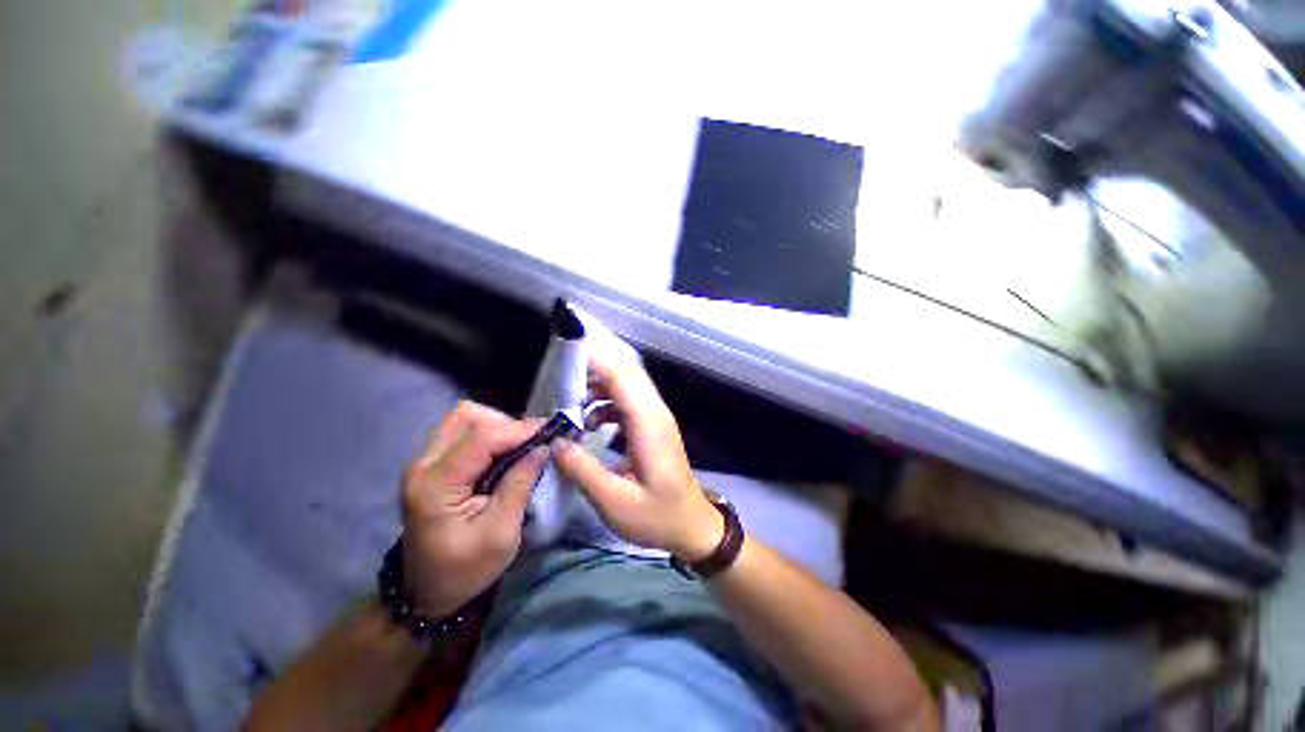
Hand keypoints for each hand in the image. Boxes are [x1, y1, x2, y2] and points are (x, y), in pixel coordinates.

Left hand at [401, 402, 547, 616]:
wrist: (426, 593)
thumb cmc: (464, 570)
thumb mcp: (501, 534)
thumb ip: (520, 484)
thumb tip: (544, 447)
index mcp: (436, 486)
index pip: (482, 437)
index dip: (521, 428)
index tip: (553, 431)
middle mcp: (423, 465)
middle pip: (467, 416)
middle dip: (506, 423)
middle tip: (531, 444)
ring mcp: (424, 462)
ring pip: (465, 419)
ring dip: (498, 427)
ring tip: (520, 449)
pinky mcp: (432, 464)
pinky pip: (463, 433)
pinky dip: (490, 435)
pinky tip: (505, 455)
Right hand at [551, 342, 722, 561]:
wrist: (691, 524)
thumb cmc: (658, 517)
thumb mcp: (615, 503)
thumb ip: (583, 471)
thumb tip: (555, 442)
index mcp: (648, 424)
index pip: (622, 377)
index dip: (597, 358)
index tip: (568, 345)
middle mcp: (654, 412)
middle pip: (626, 372)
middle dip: (595, 362)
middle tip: (562, 363)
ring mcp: (655, 417)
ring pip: (627, 383)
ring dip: (599, 383)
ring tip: (569, 398)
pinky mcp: (652, 425)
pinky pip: (628, 400)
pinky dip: (606, 400)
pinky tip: (589, 422)